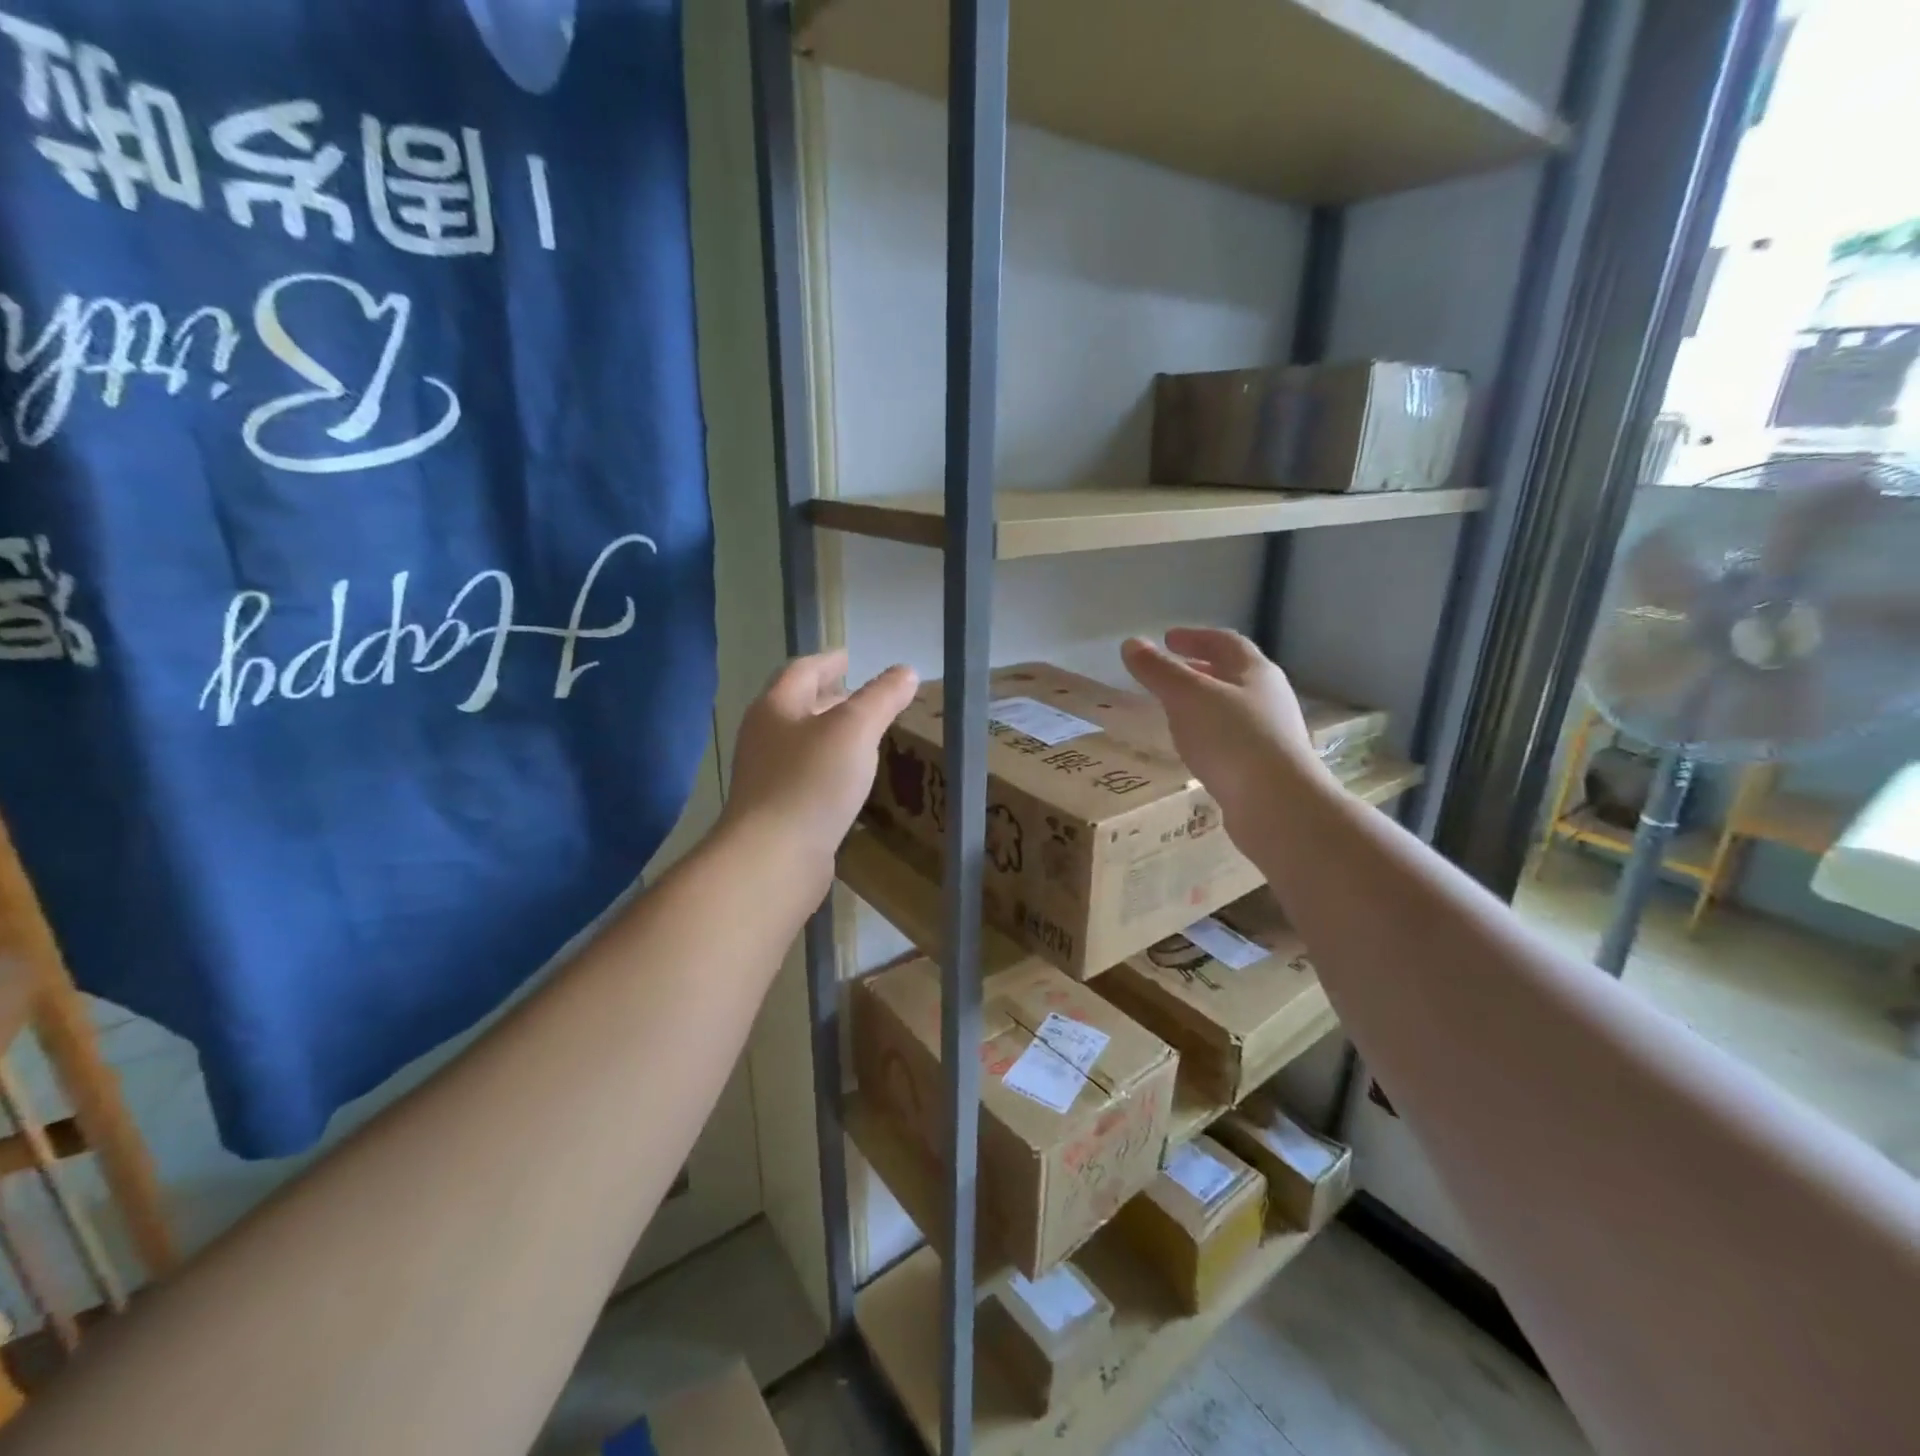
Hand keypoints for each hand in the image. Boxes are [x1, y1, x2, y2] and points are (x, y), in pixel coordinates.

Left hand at [721, 649, 918, 876]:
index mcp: (776, 707)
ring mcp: (767, 776)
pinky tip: (850, 779)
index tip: (849, 657)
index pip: (803, 671)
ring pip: (802, 742)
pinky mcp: (777, 810)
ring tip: (862, 735)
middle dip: (829, 697)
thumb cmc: (811, 782)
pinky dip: (829, 766)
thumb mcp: (855, 729)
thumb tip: (906, 671)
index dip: (828, 661)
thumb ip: (881, 698)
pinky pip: (806, 775)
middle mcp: (765, 736)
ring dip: (830, 733)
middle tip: (862, 696)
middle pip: (798, 706)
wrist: (772, 858)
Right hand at [1121, 628, 1329, 832]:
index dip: (1194, 637)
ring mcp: (1271, 734)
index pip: (1224, 642)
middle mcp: (1269, 698)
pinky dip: (1208, 734)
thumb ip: (1159, 670)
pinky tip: (1192, 749)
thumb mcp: (1188, 697)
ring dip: (1203, 704)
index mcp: (1256, 672)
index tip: (1167, 639)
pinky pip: (1231, 740)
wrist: (1278, 805)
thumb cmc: (1233, 739)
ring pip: (1231, 708)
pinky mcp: (1265, 767)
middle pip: (1232, 675)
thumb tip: (1131, 643)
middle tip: (1168, 674)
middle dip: (1199, 670)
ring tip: (1173, 711)